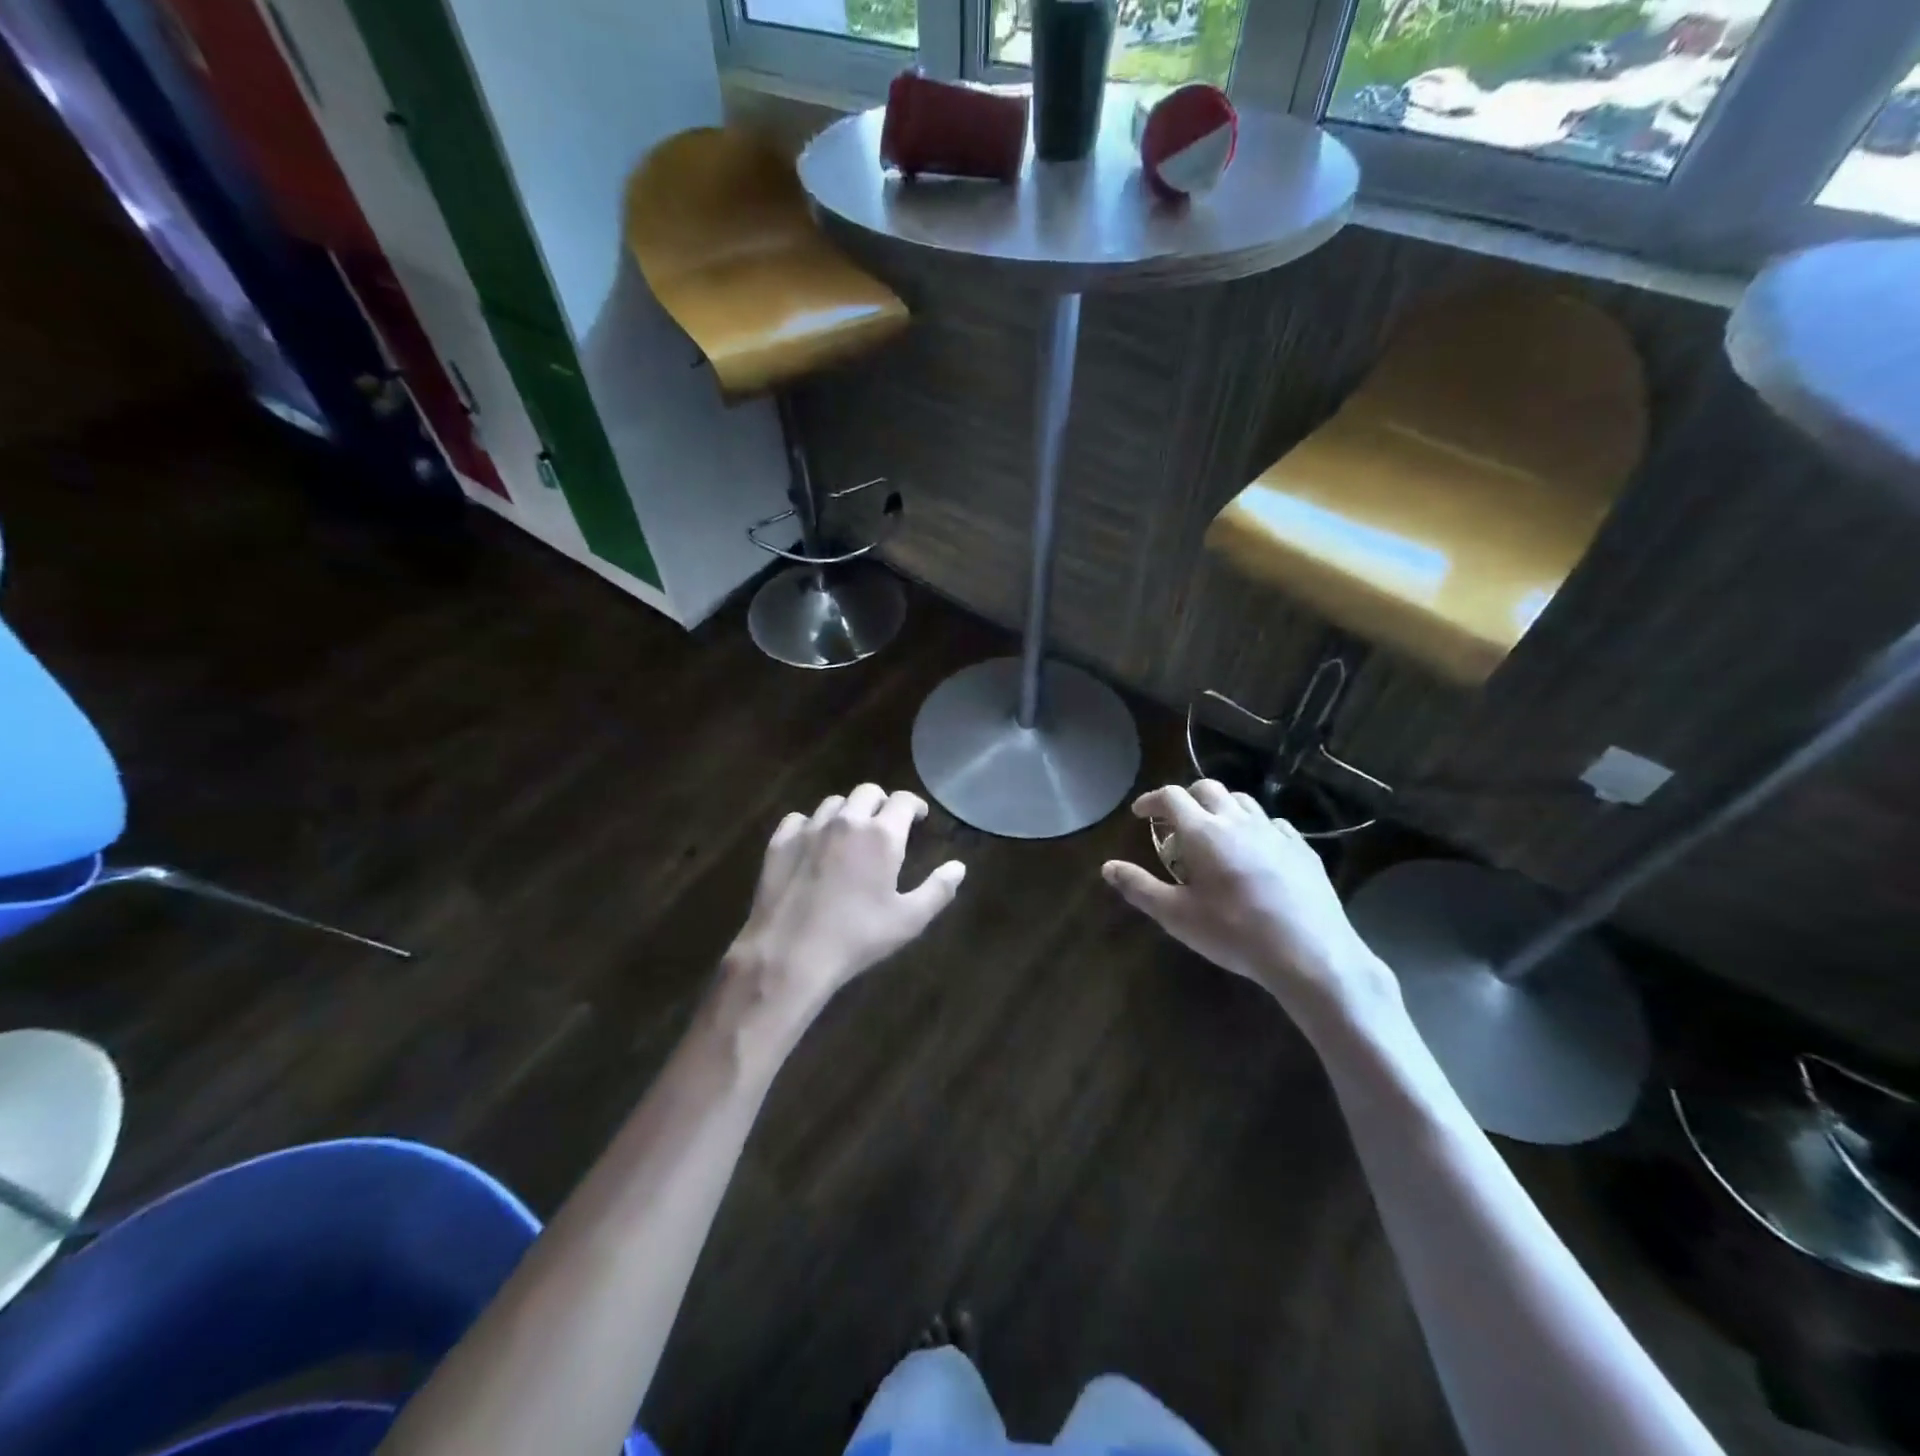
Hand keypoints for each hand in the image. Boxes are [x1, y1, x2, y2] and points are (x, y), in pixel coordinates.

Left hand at [725, 785, 965, 1019]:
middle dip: (881, 803)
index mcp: (882, 835)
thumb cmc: (857, 937)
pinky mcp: (780, 842)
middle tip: (886, 824)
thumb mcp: (909, 920)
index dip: (914, 805)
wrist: (791, 954)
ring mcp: (810, 828)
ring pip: (833, 803)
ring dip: (848, 812)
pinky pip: (799, 819)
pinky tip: (813, 844)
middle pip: (867, 792)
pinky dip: (812, 825)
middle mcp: (847, 821)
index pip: (903, 800)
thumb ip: (938, 890)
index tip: (918, 817)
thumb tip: (958, 867)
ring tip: (850, 834)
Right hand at [1102, 781, 1396, 1032]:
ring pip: (1242, 801)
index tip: (1140, 813)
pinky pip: (1271, 823)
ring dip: (1220, 808)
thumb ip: (1139, 887)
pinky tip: (1253, 851)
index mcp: (1203, 832)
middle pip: (1207, 789)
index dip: (1151, 800)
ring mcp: (1274, 832)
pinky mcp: (1302, 848)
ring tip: (1213, 833)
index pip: (1171, 796)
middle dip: (1185, 798)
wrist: (1309, 953)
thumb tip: (1107, 866)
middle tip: (1174, 823)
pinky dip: (1253, 827)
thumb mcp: (1176, 916)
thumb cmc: (1234, 933)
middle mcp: (1238, 821)